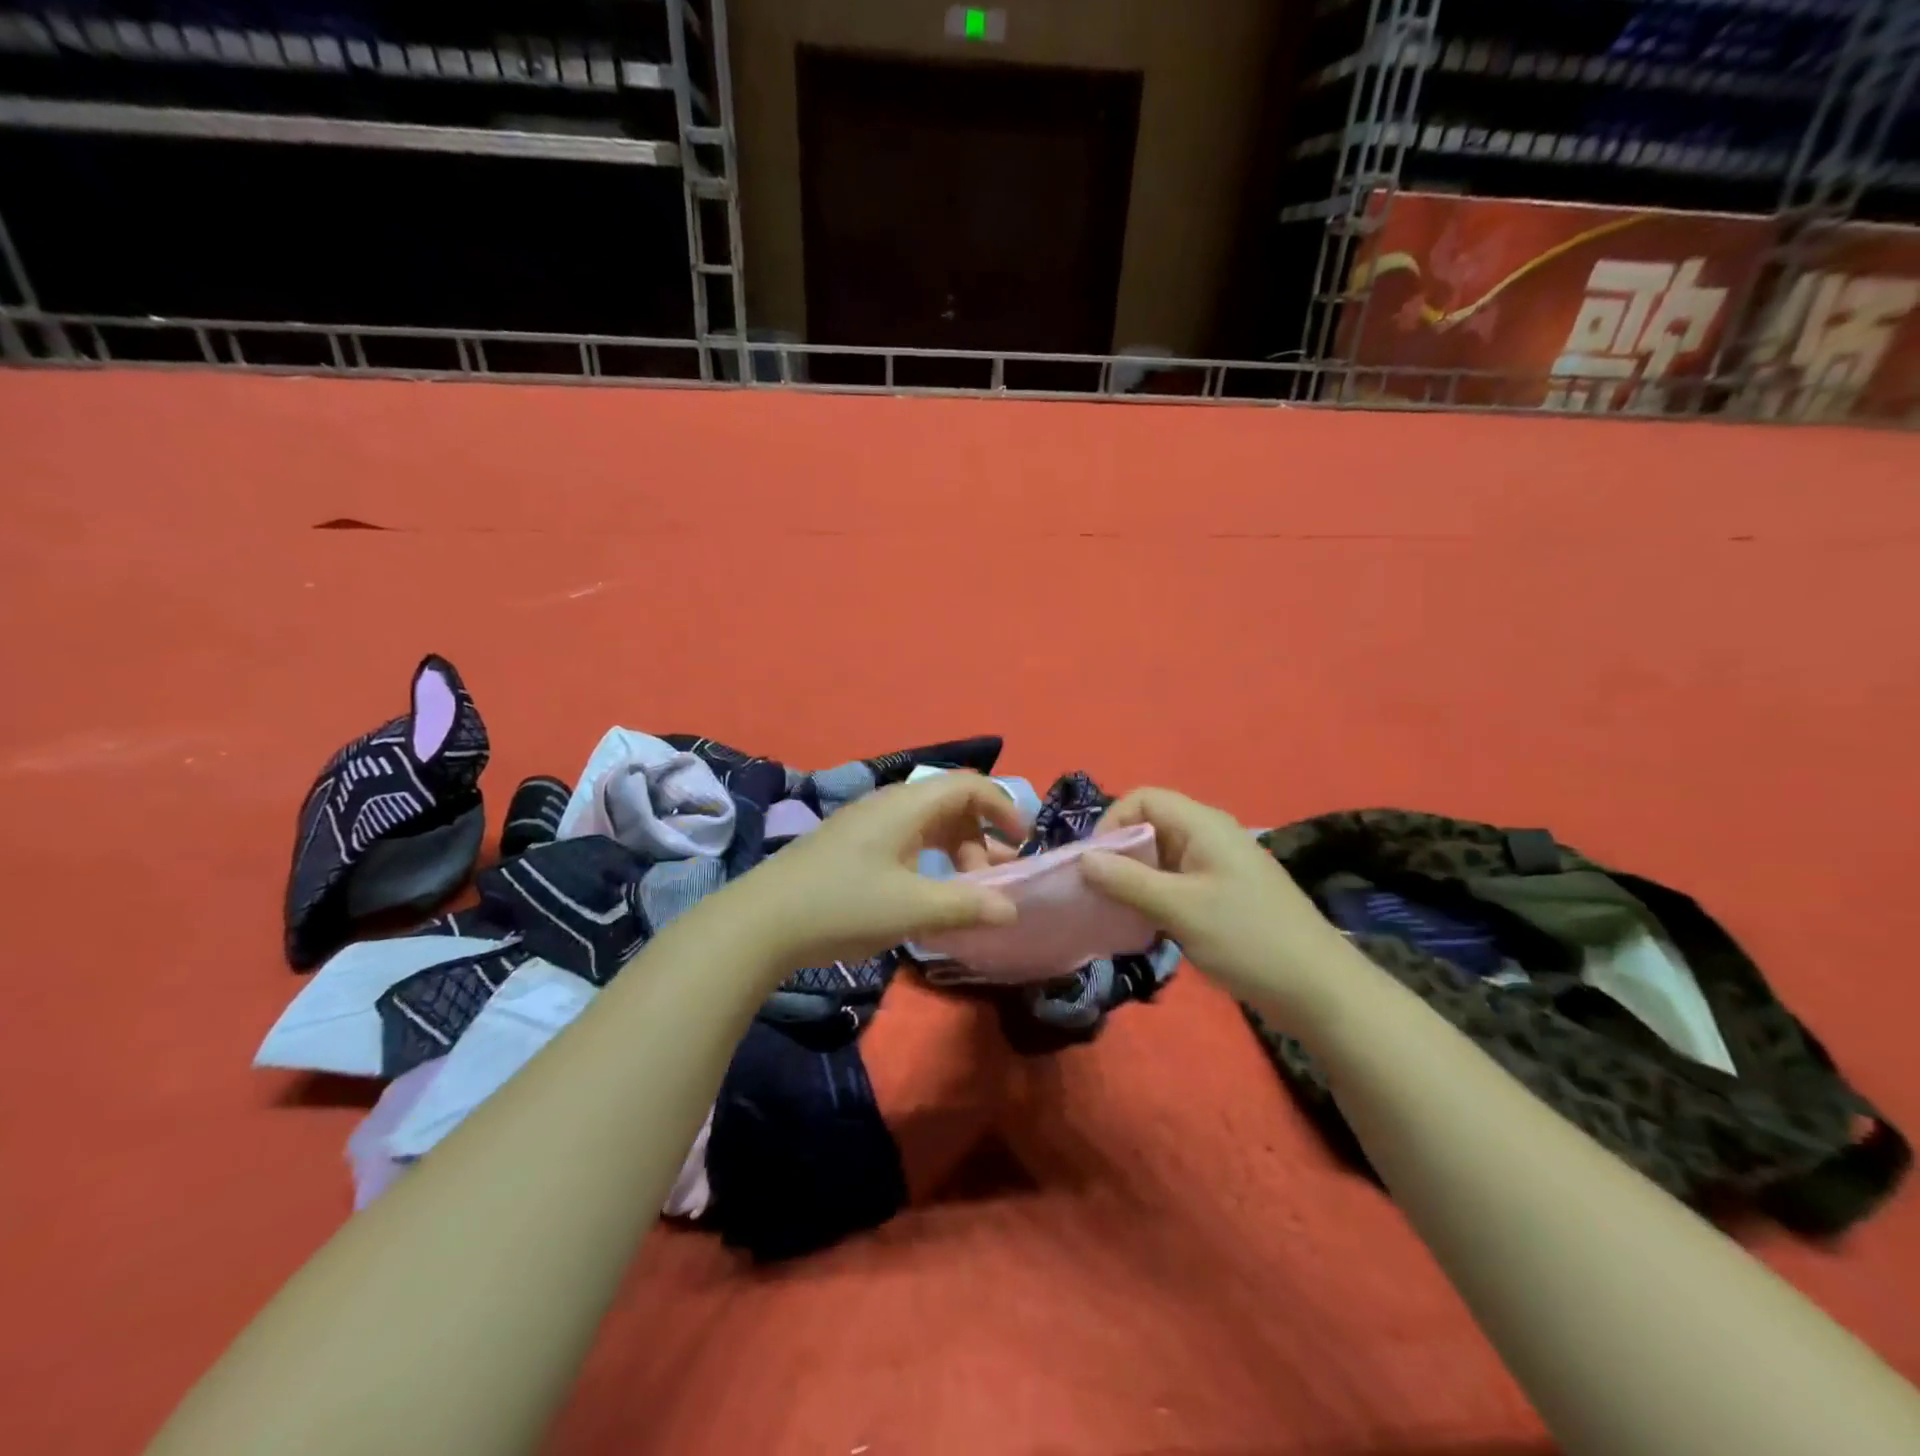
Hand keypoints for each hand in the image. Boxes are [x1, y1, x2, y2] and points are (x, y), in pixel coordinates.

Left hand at [725, 772, 1025, 970]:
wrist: (762, 921)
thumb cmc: (842, 905)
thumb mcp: (912, 908)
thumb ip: (967, 905)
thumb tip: (1012, 908)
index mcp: (907, 805)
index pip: (969, 785)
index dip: (1003, 806)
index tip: (1022, 842)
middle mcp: (890, 804)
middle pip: (951, 805)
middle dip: (981, 840)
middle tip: (988, 884)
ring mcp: (867, 824)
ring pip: (928, 826)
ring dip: (955, 853)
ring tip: (962, 895)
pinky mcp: (852, 844)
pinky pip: (906, 840)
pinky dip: (929, 861)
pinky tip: (924, 895)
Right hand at [1079, 788, 1361, 1027]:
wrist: (1318, 989)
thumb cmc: (1247, 939)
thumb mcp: (1180, 909)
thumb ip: (1128, 881)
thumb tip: (1082, 859)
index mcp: (1203, 825)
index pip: (1143, 798)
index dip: (1112, 823)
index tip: (1094, 864)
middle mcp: (1209, 836)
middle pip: (1149, 825)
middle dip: (1119, 854)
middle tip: (1098, 892)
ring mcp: (1217, 866)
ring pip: (1160, 857)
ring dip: (1133, 879)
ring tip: (1116, 912)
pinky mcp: (1222, 894)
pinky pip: (1175, 881)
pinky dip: (1153, 896)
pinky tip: (1144, 926)